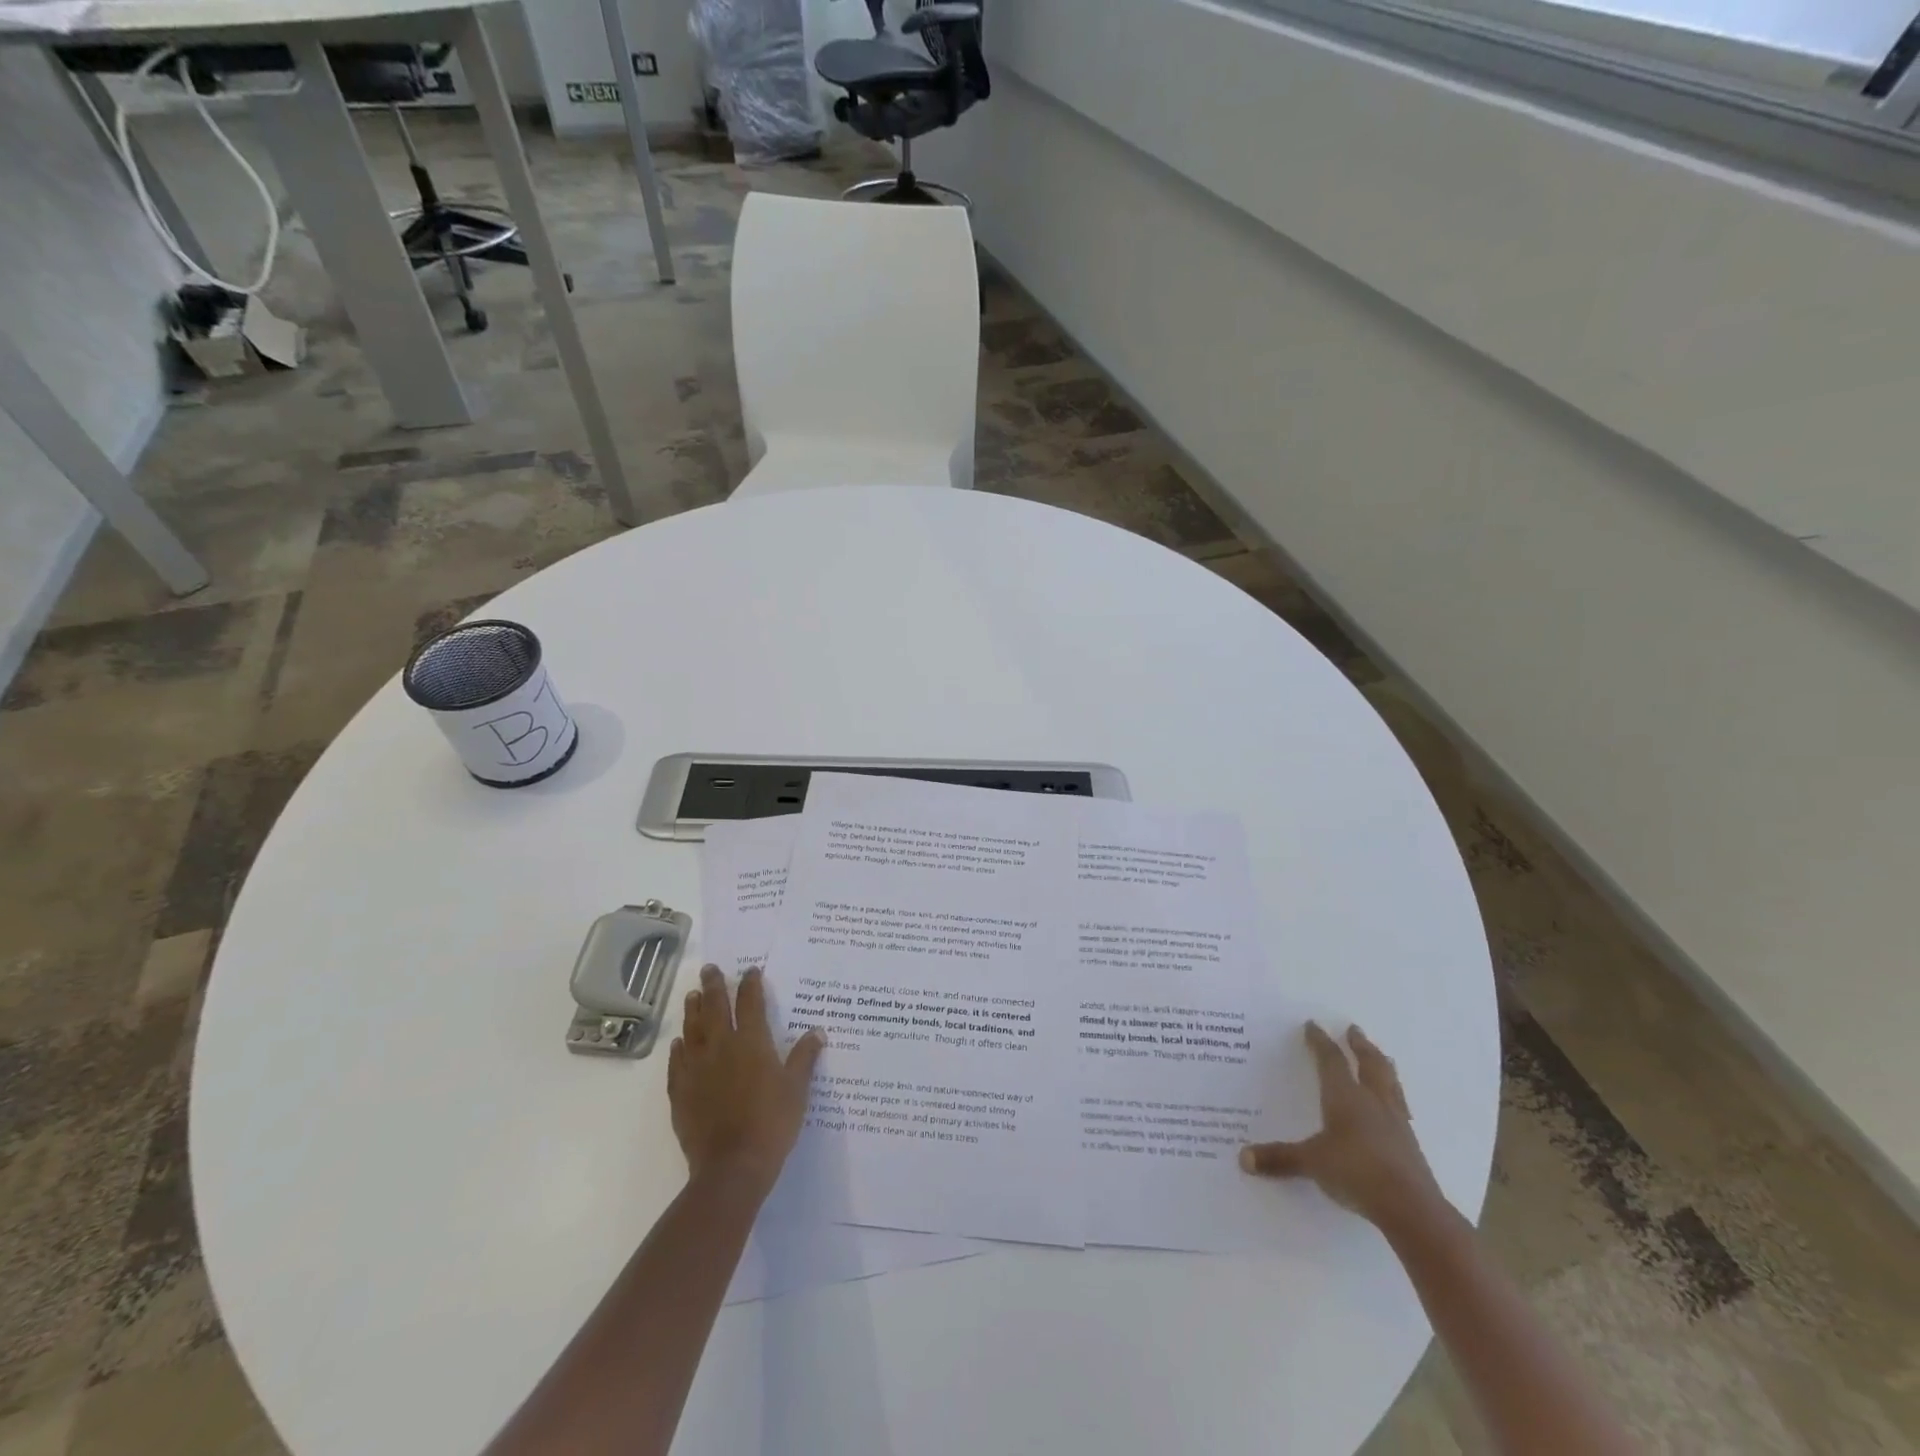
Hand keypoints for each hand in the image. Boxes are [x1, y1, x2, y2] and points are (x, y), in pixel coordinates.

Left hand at [668, 965, 824, 1193]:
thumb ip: (804, 1058)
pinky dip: (678, 1049)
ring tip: (692, 996)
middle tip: (709, 969)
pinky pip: (676, 1063)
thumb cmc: (771, 1124)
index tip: (750, 970)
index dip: (751, 984)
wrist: (732, 1167)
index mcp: (752, 1043)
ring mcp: (696, 1069)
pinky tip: (678, 1043)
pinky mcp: (680, 1092)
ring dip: (693, 1010)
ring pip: (693, 1030)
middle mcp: (721, 1047)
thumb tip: (818, 1031)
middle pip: (716, 1008)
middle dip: (714, 986)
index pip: (751, 1003)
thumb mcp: (797, 1089)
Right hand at [1240, 1021, 1445, 1233]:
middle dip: (1360, 1045)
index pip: (1331, 1060)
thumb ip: (1279, 1159)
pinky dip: (1395, 1097)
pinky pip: (1401, 1108)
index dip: (1320, 1042)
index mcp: (1345, 1097)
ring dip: (1383, 1066)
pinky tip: (1395, 1105)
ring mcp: (1395, 1122)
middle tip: (1354, 1029)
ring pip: (1390, 1083)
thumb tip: (1243, 1158)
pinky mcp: (1410, 1145)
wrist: (1411, 1208)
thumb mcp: (1311, 1163)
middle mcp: (1372, 1102)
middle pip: (1369, 1064)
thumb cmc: (1356, 1172)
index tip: (1313, 1025)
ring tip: (1383, 1057)